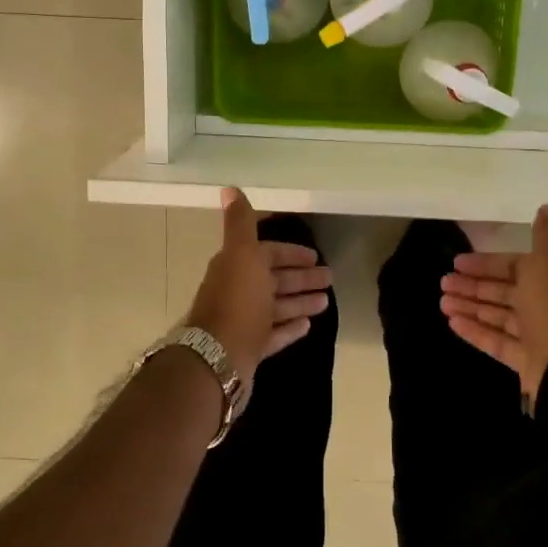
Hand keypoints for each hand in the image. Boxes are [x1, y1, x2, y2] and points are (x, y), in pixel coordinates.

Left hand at [183, 189, 331, 389]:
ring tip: (326, 301)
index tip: (315, 256)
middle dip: (301, 277)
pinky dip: (290, 327)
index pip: (267, 254)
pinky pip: (274, 334)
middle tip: (330, 278)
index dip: (291, 253)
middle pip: (274, 280)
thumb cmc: (237, 302)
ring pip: (276, 307)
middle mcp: (238, 292)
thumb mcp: (242, 255)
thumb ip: (240, 223)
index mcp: (236, 267)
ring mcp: (243, 322)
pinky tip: (308, 325)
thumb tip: (229, 188)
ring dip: (300, 301)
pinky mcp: (249, 349)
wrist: (217, 358)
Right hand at [439, 205, 547, 399]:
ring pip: (498, 316)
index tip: (458, 262)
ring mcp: (537, 334)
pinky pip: (496, 341)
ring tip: (442, 302)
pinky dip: (475, 331)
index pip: (515, 265)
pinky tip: (452, 323)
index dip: (486, 263)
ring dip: (469, 307)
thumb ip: (546, 234)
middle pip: (504, 291)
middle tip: (443, 283)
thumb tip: (547, 207)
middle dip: (473, 286)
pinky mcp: (526, 360)